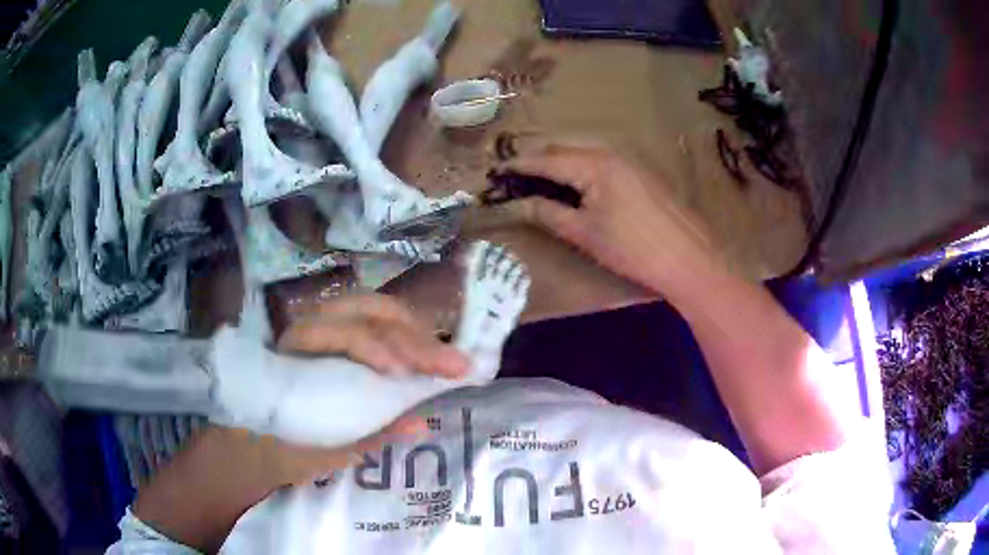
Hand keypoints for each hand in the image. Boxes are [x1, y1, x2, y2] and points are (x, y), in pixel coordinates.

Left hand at [239, 294, 469, 486]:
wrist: (253, 440)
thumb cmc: (282, 443)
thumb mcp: (323, 450)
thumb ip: (369, 436)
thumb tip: (422, 423)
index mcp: (295, 351)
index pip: (340, 332)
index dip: (375, 348)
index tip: (407, 376)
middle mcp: (310, 325)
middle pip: (367, 310)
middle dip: (413, 335)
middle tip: (454, 364)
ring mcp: (326, 325)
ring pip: (376, 310)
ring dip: (416, 330)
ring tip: (446, 357)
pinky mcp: (340, 335)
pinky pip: (377, 322)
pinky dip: (406, 333)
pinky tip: (426, 350)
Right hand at [500, 142, 722, 298]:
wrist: (688, 257)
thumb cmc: (632, 248)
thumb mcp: (584, 233)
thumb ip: (548, 214)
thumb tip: (520, 204)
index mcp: (593, 165)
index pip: (546, 160)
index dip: (519, 165)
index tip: (496, 170)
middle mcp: (610, 153)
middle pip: (564, 150)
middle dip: (538, 160)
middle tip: (516, 176)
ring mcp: (629, 161)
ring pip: (583, 154)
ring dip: (560, 163)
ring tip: (540, 180)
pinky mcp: (640, 173)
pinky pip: (601, 162)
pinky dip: (581, 169)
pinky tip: (576, 185)